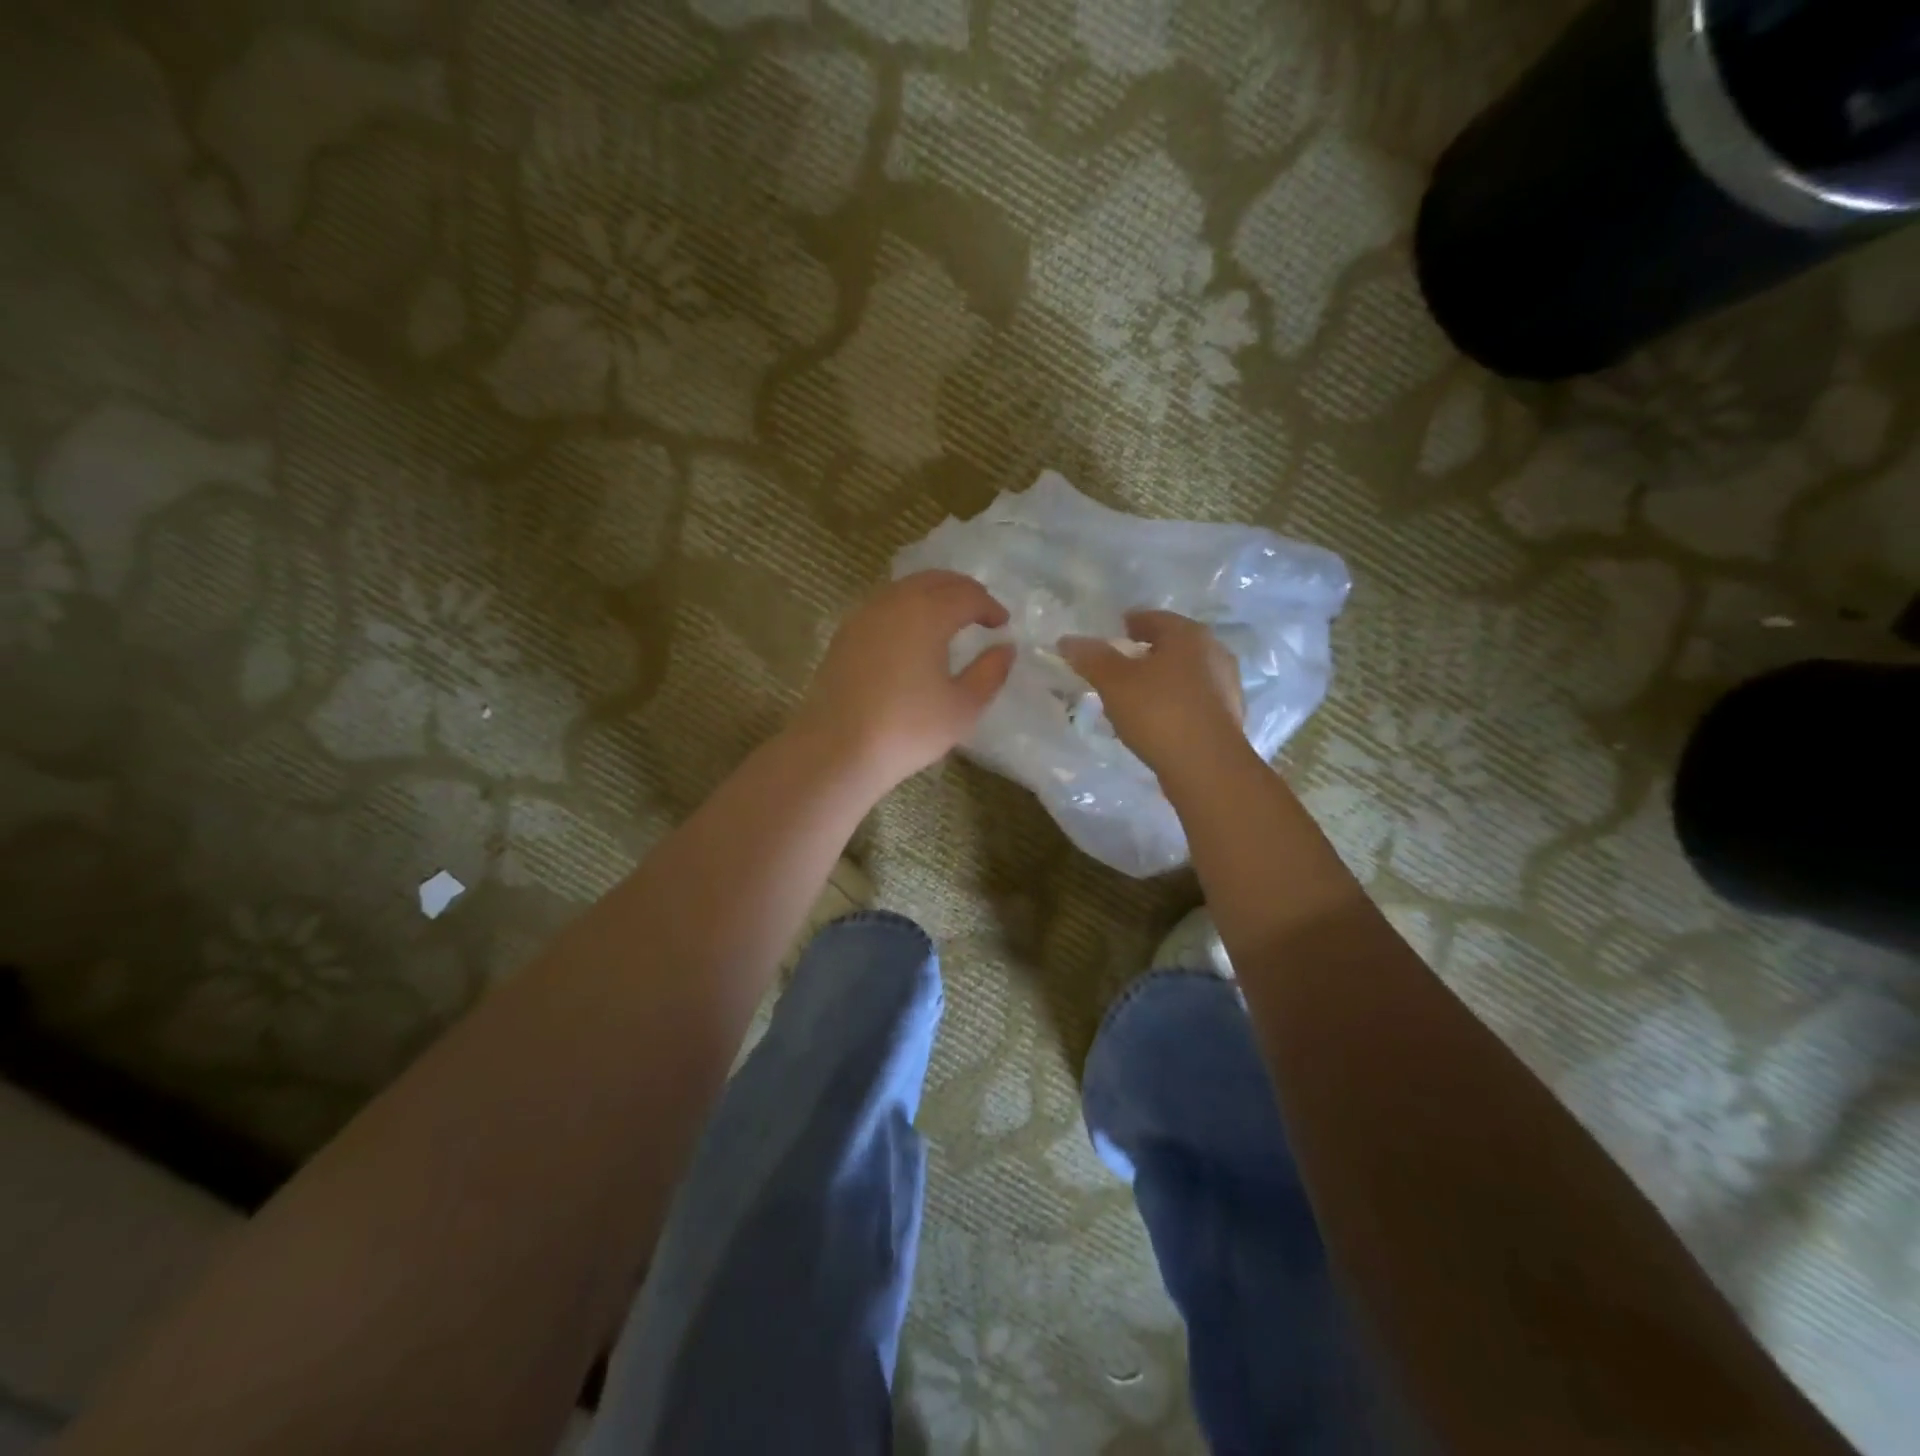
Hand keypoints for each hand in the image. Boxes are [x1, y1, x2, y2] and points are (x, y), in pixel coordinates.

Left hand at [794, 570, 1014, 791]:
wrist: (836, 749)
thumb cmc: (907, 728)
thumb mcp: (963, 707)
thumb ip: (990, 672)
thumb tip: (1005, 648)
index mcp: (927, 613)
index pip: (967, 595)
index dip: (989, 606)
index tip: (1002, 624)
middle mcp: (894, 602)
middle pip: (935, 580)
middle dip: (963, 591)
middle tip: (981, 611)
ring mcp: (864, 615)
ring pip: (906, 588)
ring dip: (933, 595)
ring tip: (950, 619)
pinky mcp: (845, 634)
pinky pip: (884, 604)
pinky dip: (907, 607)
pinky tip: (912, 633)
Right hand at [1059, 610, 1246, 776]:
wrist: (1207, 766)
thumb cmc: (1159, 712)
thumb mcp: (1114, 682)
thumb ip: (1092, 658)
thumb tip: (1068, 640)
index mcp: (1188, 634)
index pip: (1153, 618)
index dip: (1129, 624)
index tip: (1111, 635)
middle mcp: (1213, 652)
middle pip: (1172, 645)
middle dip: (1145, 653)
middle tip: (1118, 666)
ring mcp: (1226, 685)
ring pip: (1184, 674)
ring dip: (1160, 680)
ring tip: (1133, 696)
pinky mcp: (1228, 716)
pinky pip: (1193, 700)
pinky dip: (1173, 703)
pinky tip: (1156, 721)